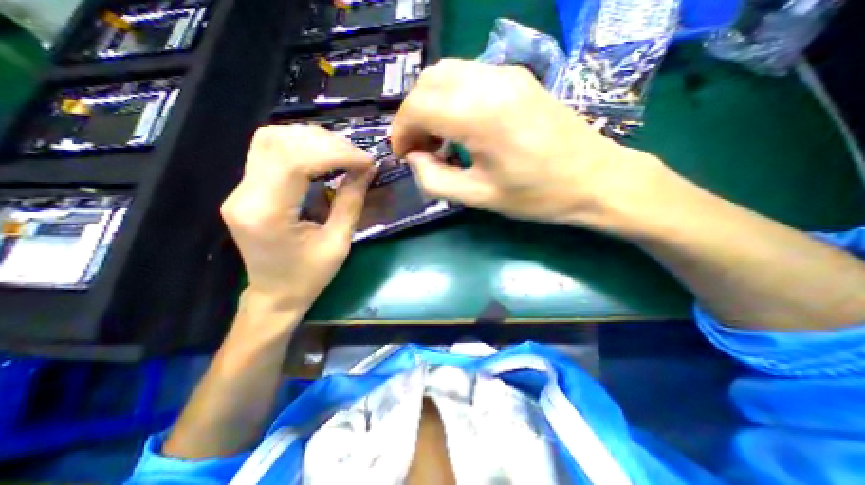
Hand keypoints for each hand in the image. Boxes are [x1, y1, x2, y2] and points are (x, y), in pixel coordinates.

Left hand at [221, 123, 370, 316]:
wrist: (275, 295)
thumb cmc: (309, 277)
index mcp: (267, 213)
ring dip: (312, 140)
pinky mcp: (246, 189)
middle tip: (357, 156)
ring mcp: (240, 189)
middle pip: (280, 143)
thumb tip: (367, 170)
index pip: (296, 161)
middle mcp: (244, 195)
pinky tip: (323, 156)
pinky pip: (269, 152)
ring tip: (343, 153)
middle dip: (327, 143)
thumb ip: (351, 202)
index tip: (366, 161)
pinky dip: (300, 146)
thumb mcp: (338, 243)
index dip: (336, 153)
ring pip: (271, 140)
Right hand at [393, 58, 663, 228]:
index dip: (401, 130)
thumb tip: (415, 159)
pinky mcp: (518, 77)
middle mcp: (490, 81)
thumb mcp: (479, 197)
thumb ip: (436, 179)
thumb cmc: (537, 195)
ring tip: (439, 138)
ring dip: (431, 104)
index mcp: (479, 115)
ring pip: (447, 74)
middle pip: (427, 83)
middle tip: (420, 148)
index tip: (402, 154)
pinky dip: (452, 97)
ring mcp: (507, 73)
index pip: (418, 106)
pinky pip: (469, 76)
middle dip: (413, 116)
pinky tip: (462, 125)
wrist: (595, 178)